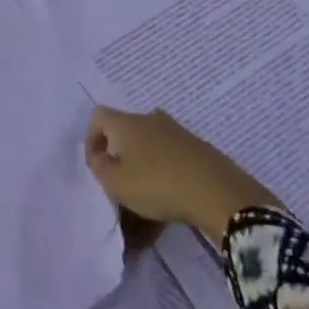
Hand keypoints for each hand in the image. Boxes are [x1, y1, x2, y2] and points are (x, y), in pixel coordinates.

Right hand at [85, 107, 279, 243]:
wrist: (216, 192)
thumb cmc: (157, 185)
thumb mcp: (117, 184)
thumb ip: (100, 168)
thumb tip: (100, 157)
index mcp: (126, 123)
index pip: (98, 116)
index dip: (91, 137)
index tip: (95, 163)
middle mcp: (150, 118)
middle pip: (125, 125)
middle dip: (118, 148)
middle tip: (119, 175)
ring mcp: (177, 130)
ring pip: (149, 137)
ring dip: (142, 155)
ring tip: (144, 183)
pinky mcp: (197, 145)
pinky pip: (170, 149)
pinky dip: (163, 163)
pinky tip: (169, 186)